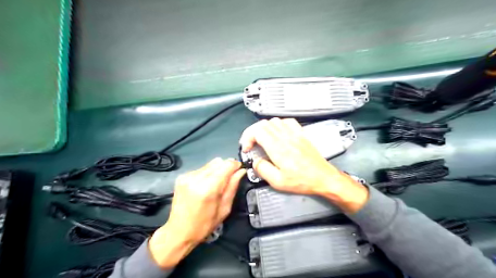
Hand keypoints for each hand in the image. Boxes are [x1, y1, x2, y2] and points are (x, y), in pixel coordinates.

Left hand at [150, 159, 245, 268]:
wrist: (178, 232)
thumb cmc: (204, 225)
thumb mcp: (224, 209)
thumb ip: (232, 187)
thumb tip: (240, 171)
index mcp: (208, 189)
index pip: (226, 165)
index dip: (235, 165)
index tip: (240, 169)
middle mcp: (196, 179)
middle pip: (218, 162)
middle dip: (227, 167)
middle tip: (230, 178)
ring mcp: (187, 176)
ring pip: (210, 163)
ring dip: (217, 169)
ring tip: (217, 183)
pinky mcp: (182, 177)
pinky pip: (201, 168)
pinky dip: (208, 173)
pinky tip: (207, 184)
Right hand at [240, 117, 367, 211]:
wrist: (323, 177)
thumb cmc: (302, 181)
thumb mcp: (278, 182)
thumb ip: (262, 169)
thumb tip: (255, 161)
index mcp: (278, 148)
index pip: (257, 131)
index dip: (247, 137)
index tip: (247, 148)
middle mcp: (285, 137)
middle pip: (263, 124)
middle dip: (252, 133)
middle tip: (251, 145)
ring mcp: (294, 134)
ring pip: (274, 121)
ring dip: (264, 129)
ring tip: (262, 140)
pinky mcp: (301, 134)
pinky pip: (287, 121)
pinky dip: (278, 124)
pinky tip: (278, 133)